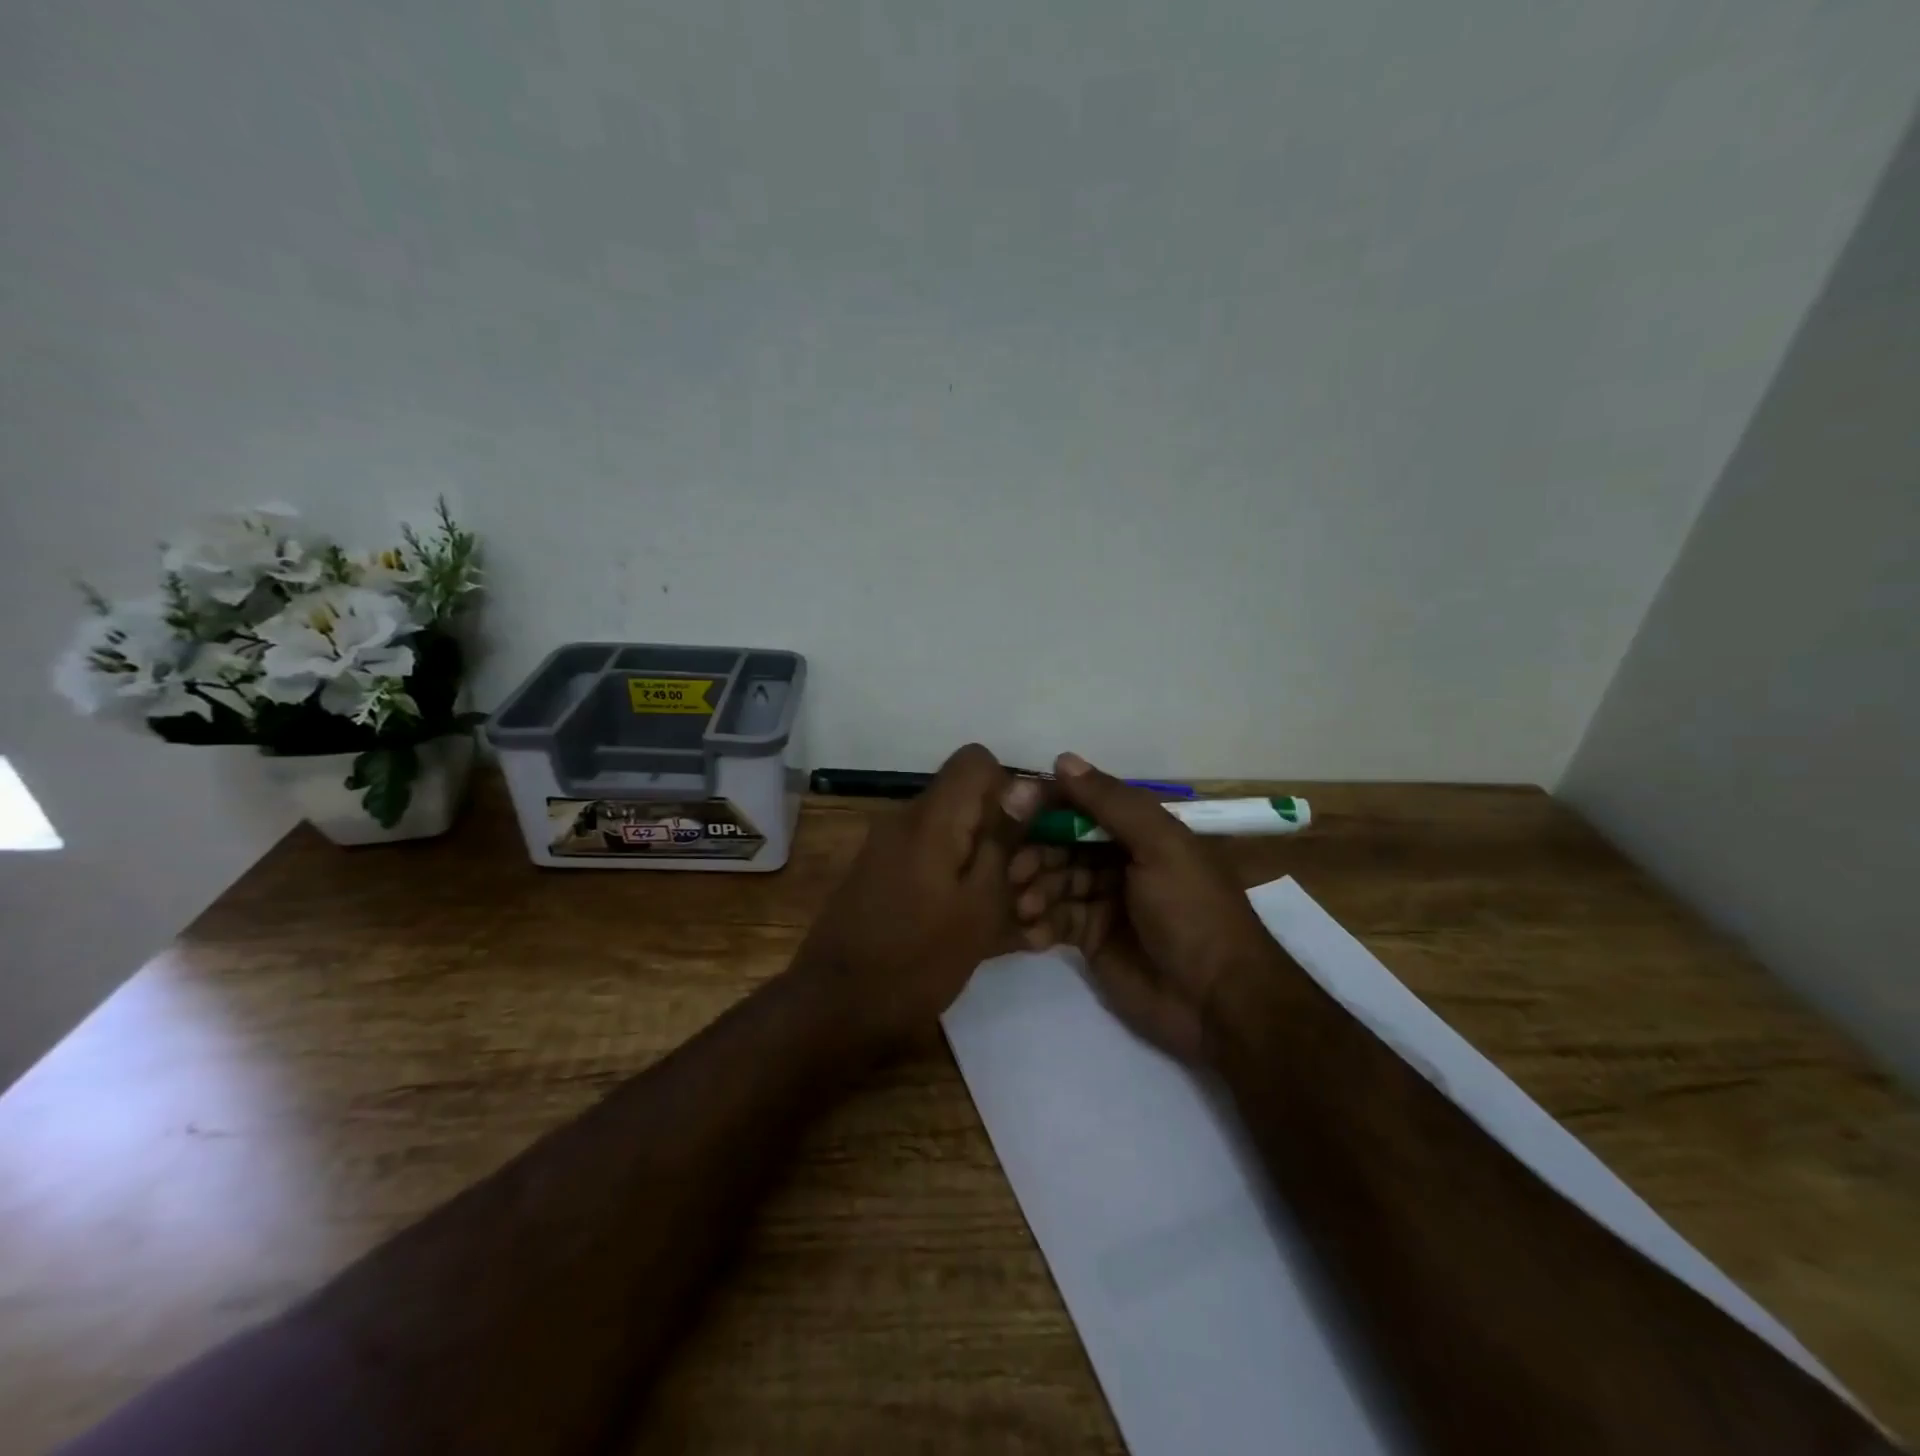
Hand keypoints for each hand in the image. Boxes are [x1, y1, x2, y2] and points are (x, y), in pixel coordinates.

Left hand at [798, 743, 1044, 1043]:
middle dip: (1002, 833)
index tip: (1027, 835)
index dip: (1010, 788)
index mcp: (931, 818)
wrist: (836, 1009)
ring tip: (1008, 915)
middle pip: (965, 799)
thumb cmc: (918, 960)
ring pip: (951, 833)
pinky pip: (930, 860)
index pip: (976, 760)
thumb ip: (1003, 840)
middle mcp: (905, 820)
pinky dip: (956, 881)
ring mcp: (888, 848)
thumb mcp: (979, 905)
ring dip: (982, 862)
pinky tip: (974, 924)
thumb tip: (1025, 785)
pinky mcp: (880, 875)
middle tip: (1024, 886)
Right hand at [1008, 753, 1285, 1062]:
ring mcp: (1104, 901)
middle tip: (1014, 871)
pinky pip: (1055, 920)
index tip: (1011, 808)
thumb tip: (1062, 759)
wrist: (1216, 1000)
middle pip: (1062, 844)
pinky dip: (1039, 923)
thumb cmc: (1191, 910)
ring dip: (1035, 889)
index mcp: (1140, 831)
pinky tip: (1030, 931)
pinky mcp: (1091, 940)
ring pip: (1054, 882)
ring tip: (1025, 906)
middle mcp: (1119, 859)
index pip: (1083, 805)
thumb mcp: (1160, 846)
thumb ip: (1111, 803)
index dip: (1048, 805)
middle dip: (1036, 853)